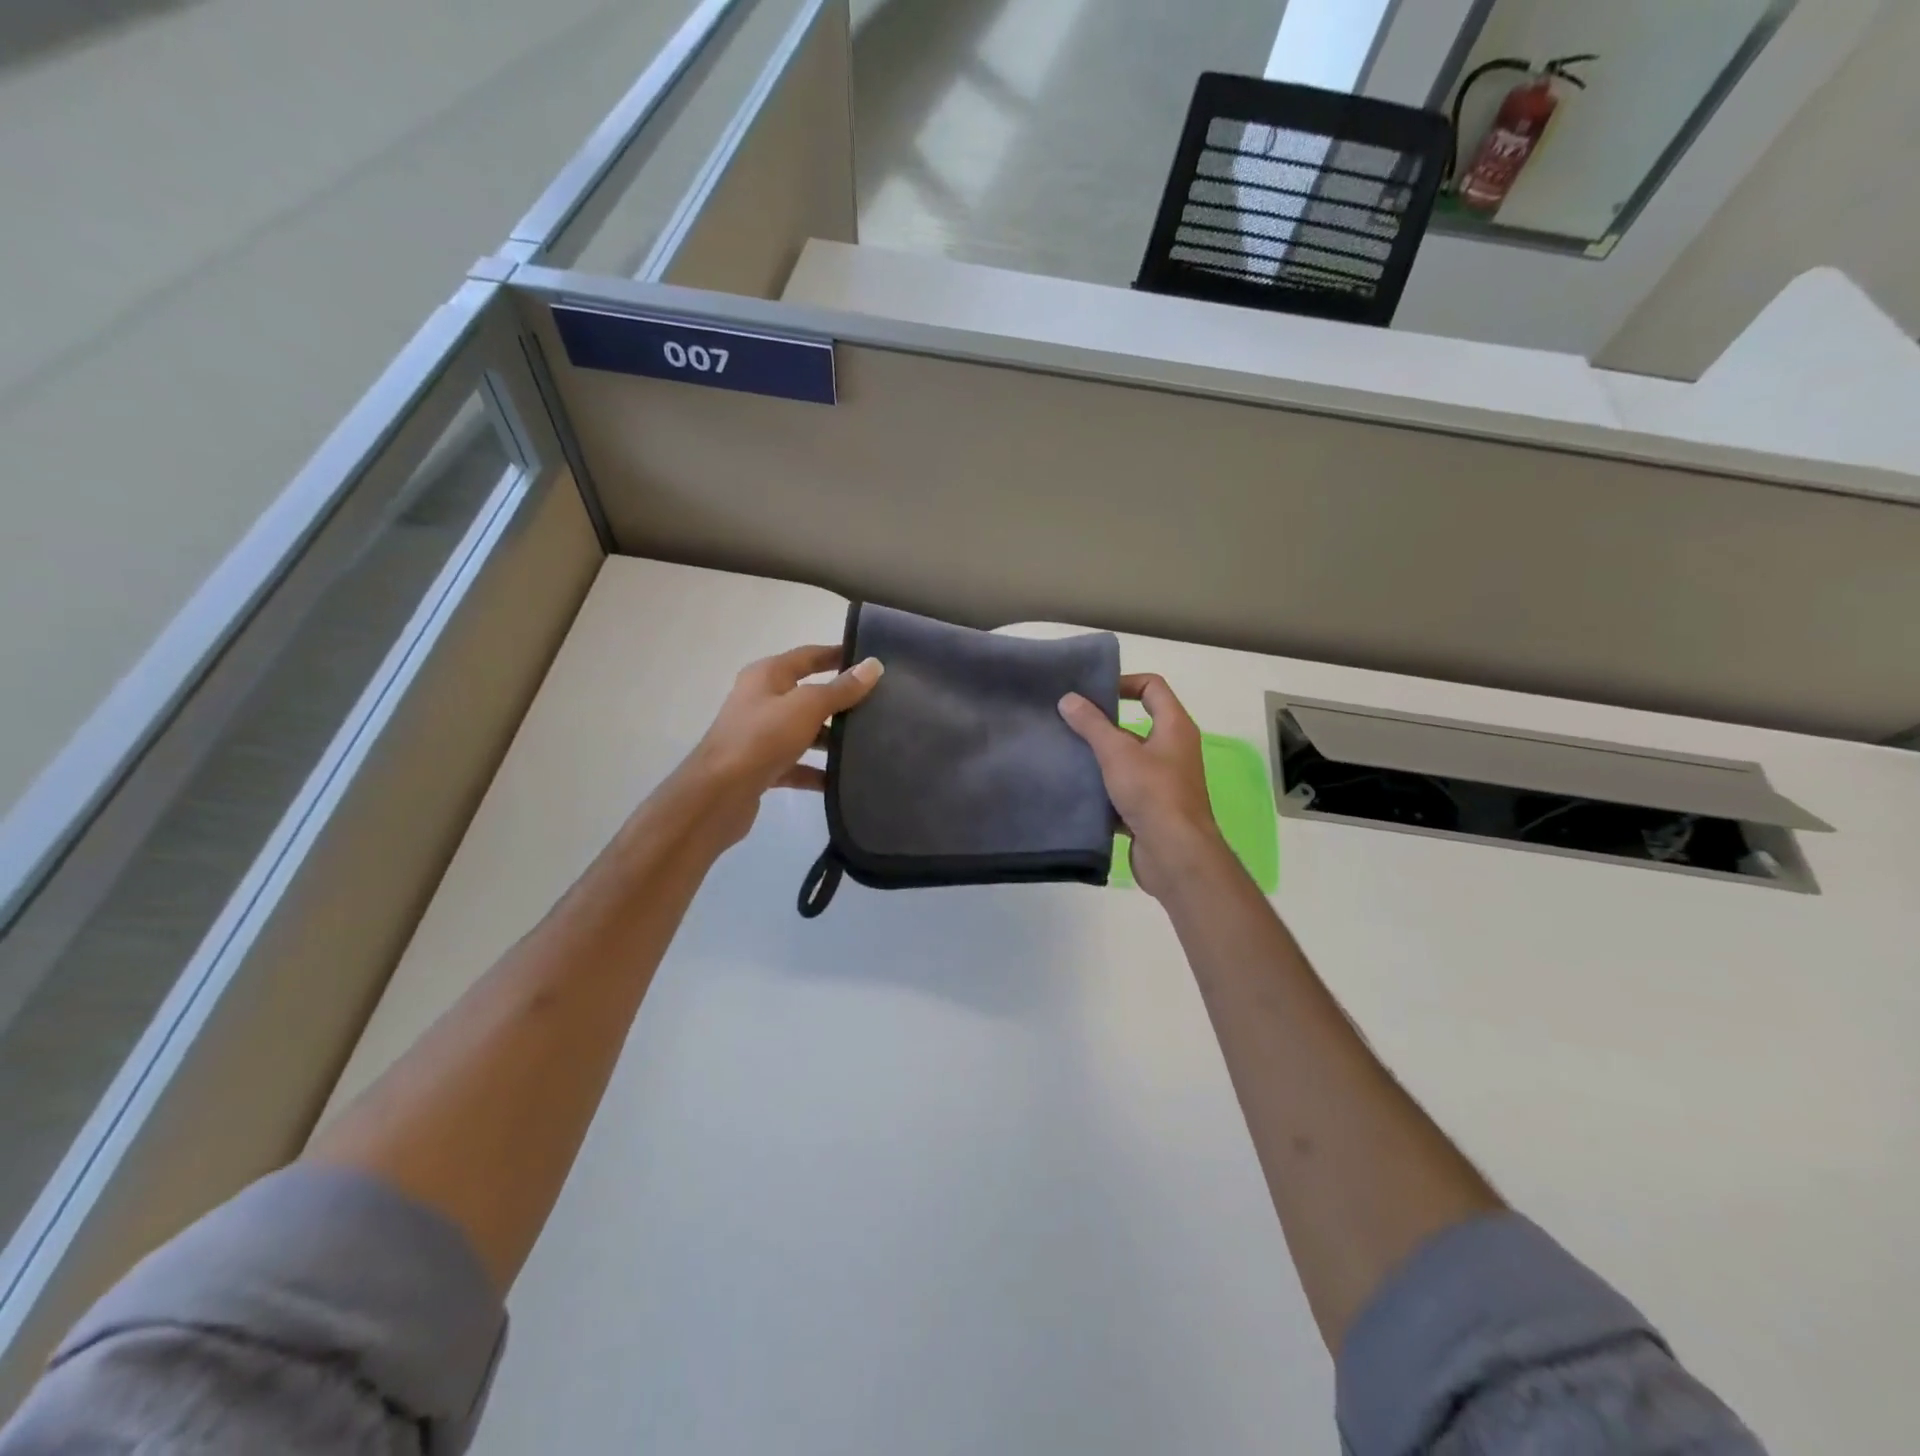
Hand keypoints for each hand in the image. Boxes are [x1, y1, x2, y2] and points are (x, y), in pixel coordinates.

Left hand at [688, 645, 882, 847]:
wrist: (718, 794)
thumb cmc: (761, 738)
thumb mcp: (806, 707)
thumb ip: (840, 689)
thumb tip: (873, 665)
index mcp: (767, 675)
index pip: (809, 656)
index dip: (838, 655)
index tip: (871, 661)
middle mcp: (761, 700)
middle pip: (808, 694)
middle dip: (840, 700)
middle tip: (879, 705)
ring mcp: (760, 735)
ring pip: (804, 731)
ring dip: (831, 738)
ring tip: (868, 744)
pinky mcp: (762, 767)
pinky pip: (797, 764)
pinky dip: (817, 770)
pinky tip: (842, 779)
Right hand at [1059, 674, 1230, 900]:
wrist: (1175, 855)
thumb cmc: (1152, 793)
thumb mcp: (1118, 753)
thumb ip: (1092, 724)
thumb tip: (1068, 698)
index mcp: (1174, 727)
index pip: (1152, 687)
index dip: (1124, 682)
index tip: (1091, 693)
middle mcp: (1173, 749)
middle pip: (1136, 723)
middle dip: (1103, 723)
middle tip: (1069, 722)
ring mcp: (1163, 781)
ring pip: (1127, 759)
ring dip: (1100, 757)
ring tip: (1066, 753)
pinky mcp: (1151, 808)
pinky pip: (1123, 789)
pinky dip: (1103, 788)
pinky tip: (1076, 789)